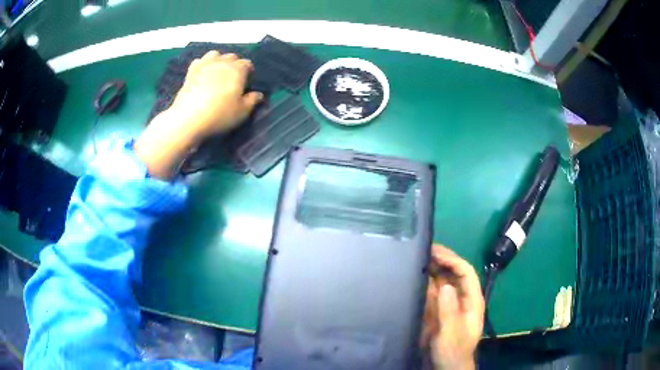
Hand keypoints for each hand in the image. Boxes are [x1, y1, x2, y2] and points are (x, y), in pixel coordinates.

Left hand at [135, 51, 262, 179]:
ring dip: (218, 61)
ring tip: (217, 73)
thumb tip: (259, 94)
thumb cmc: (219, 115)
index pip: (248, 64)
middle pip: (232, 57)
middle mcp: (223, 62)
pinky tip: (202, 74)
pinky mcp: (191, 71)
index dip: (249, 72)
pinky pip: (199, 61)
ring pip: (215, 54)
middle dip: (234, 65)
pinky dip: (203, 64)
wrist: (188, 118)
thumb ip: (252, 101)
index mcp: (238, 70)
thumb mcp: (242, 112)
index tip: (247, 84)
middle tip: (232, 80)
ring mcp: (205, 65)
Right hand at [422, 245, 483, 369]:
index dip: (452, 260)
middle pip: (454, 273)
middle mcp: (461, 298)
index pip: (466, 273)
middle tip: (424, 248)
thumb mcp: (451, 333)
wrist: (445, 367)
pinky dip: (424, 283)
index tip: (435, 253)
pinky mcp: (437, 311)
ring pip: (442, 280)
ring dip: (432, 268)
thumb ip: (449, 311)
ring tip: (417, 257)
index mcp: (471, 300)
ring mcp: (449, 304)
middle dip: (442, 259)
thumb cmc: (453, 351)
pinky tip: (414, 277)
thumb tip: (444, 285)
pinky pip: (431, 292)